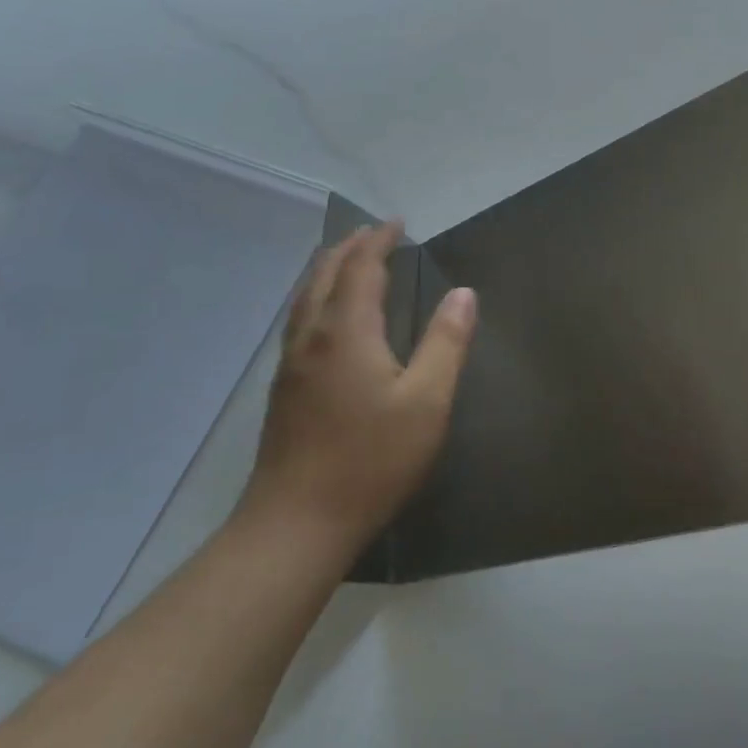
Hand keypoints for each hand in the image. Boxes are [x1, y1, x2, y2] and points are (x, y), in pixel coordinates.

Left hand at [236, 221, 476, 564]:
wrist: (296, 524)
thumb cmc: (371, 460)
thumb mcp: (427, 401)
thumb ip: (446, 342)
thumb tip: (464, 293)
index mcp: (346, 331)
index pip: (361, 268)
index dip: (379, 240)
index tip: (397, 223)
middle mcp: (312, 336)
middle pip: (325, 274)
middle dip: (349, 247)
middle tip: (374, 232)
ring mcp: (291, 363)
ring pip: (305, 297)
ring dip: (328, 268)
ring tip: (348, 259)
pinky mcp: (284, 388)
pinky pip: (299, 319)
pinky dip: (316, 295)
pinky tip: (326, 315)